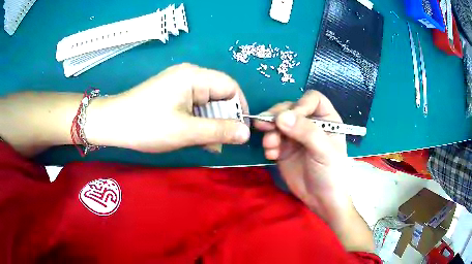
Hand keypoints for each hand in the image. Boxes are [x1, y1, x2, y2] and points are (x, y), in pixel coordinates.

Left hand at [86, 63, 250, 152]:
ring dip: (210, 124)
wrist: (112, 124)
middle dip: (224, 119)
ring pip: (206, 103)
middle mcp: (189, 76)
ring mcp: (179, 85)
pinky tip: (195, 137)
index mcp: (194, 76)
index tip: (240, 131)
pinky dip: (198, 122)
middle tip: (220, 143)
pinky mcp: (172, 95)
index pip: (230, 87)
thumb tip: (246, 133)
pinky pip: (194, 107)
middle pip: (219, 95)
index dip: (240, 108)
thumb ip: (219, 131)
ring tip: (207, 144)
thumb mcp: (186, 131)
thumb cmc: (147, 125)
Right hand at [254, 91, 372, 250]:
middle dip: (277, 117)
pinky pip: (271, 139)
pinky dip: (268, 145)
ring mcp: (296, 136)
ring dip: (269, 131)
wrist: (321, 200)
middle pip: (290, 108)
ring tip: (270, 146)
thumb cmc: (332, 173)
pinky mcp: (284, 149)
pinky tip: (271, 155)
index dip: (300, 104)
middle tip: (265, 126)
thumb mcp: (323, 151)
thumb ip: (305, 132)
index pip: (312, 99)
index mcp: (326, 119)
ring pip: (277, 123)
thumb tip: (280, 117)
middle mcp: (310, 124)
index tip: (289, 118)